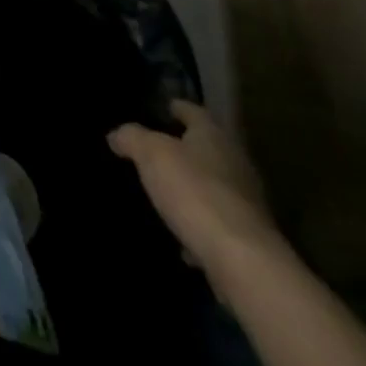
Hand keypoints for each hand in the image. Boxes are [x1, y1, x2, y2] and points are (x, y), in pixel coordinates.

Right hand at [108, 101, 283, 280]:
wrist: (241, 258)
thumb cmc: (194, 191)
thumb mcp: (151, 154)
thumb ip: (132, 138)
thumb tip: (117, 135)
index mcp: (214, 136)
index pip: (195, 112)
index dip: (179, 108)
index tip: (165, 107)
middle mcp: (236, 163)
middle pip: (209, 147)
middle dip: (186, 147)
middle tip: (158, 148)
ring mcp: (246, 201)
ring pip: (214, 184)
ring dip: (194, 185)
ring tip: (165, 190)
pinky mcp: (247, 236)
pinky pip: (216, 221)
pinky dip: (199, 222)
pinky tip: (180, 236)